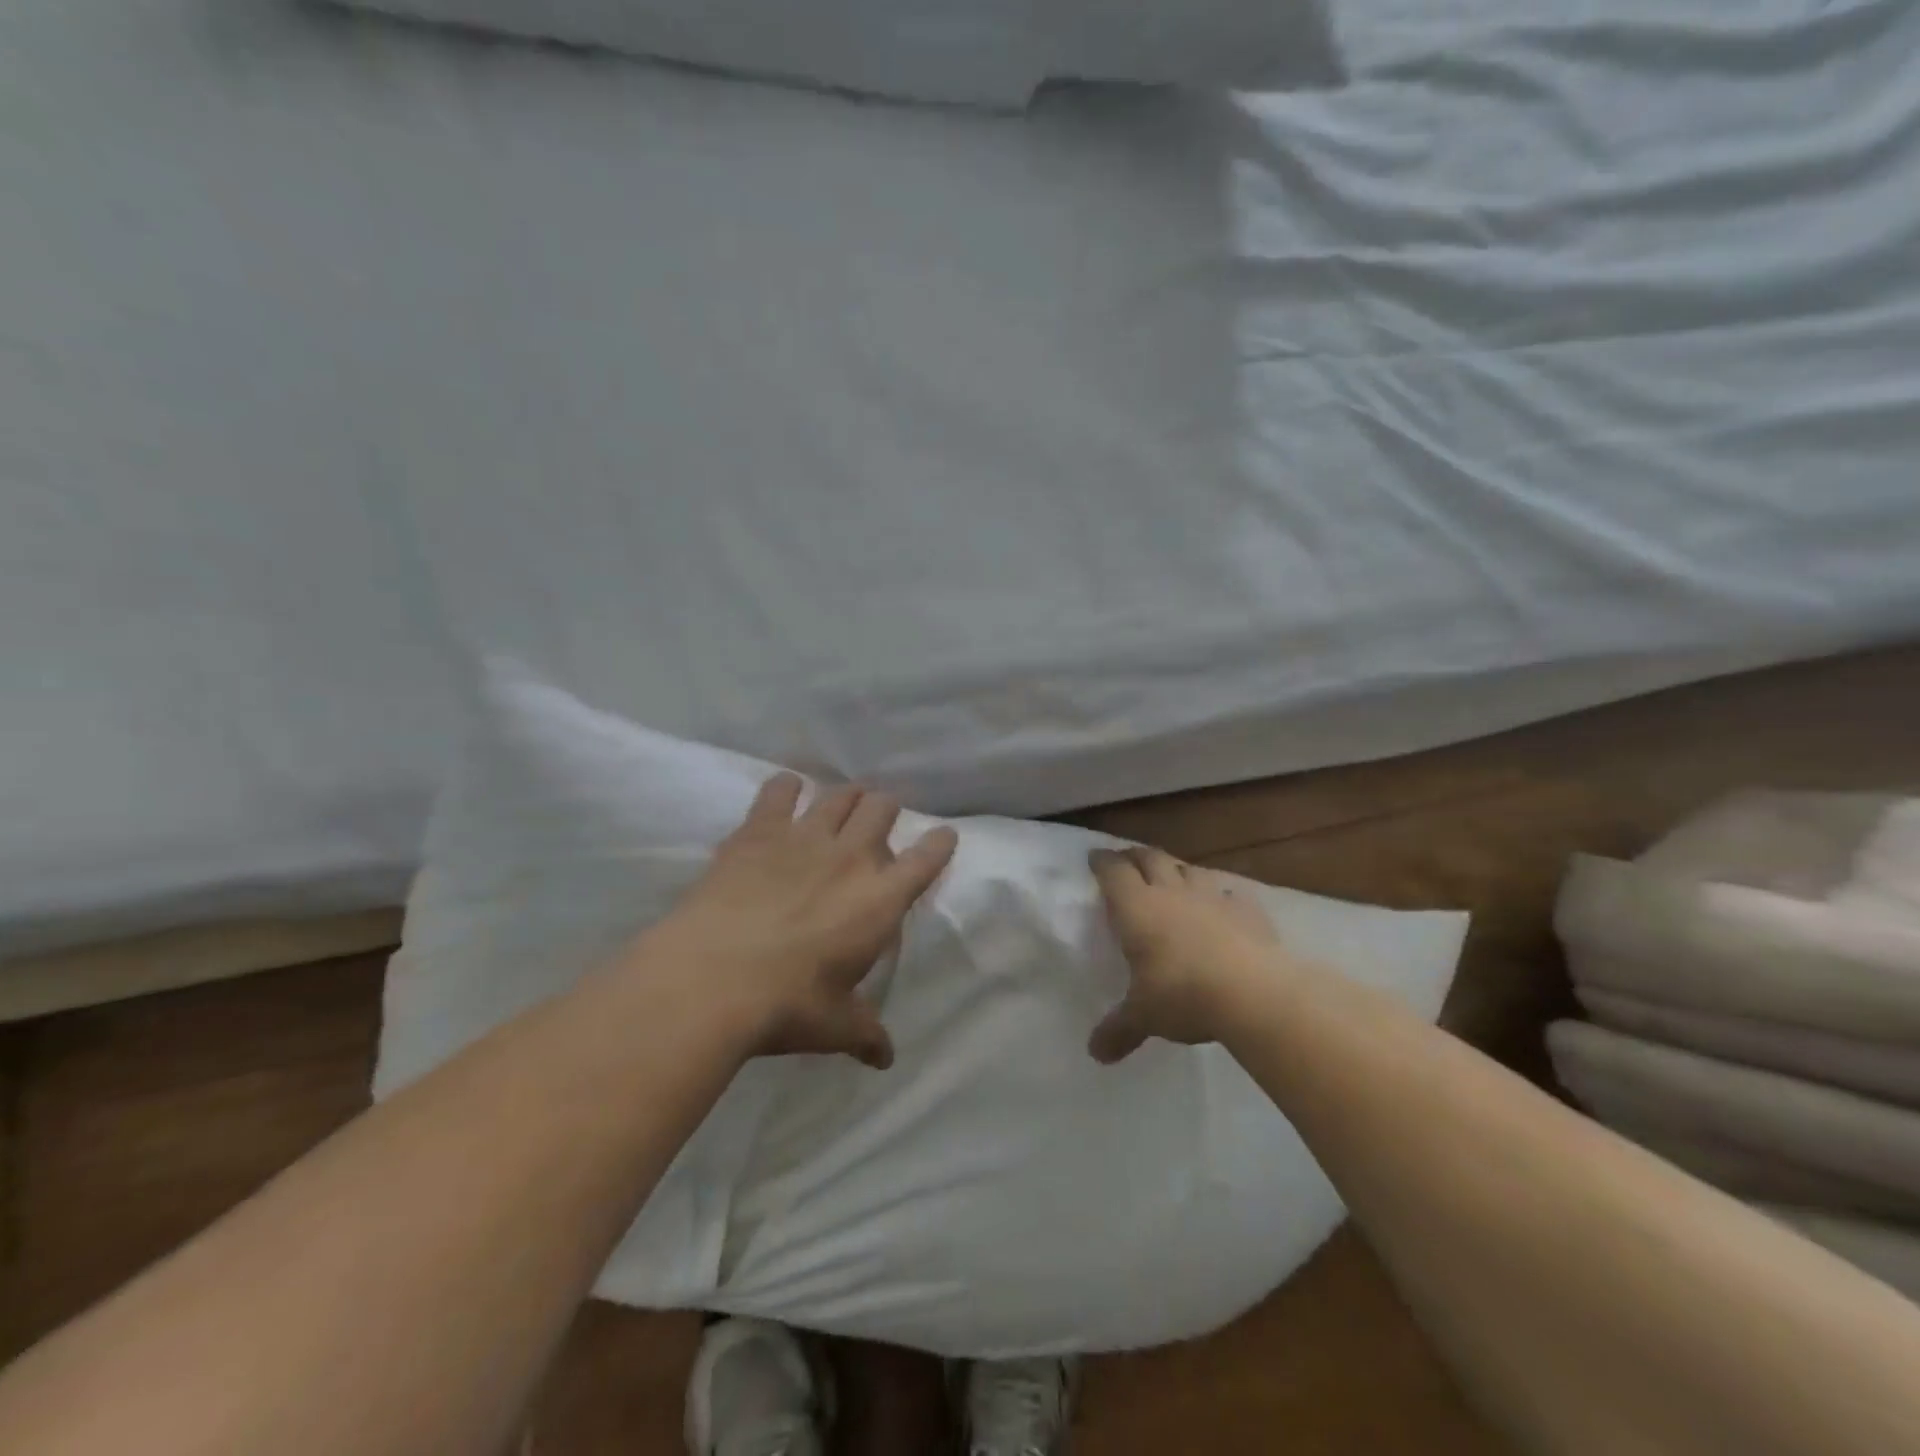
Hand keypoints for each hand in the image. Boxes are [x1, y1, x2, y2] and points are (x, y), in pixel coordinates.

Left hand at [645, 773, 957, 1068]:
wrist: (713, 978)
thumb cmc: (787, 1005)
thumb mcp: (834, 1026)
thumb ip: (865, 1034)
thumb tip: (886, 1058)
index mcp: (881, 899)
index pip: (927, 858)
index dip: (939, 843)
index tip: (942, 837)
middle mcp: (851, 856)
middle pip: (882, 808)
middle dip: (887, 810)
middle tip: (879, 821)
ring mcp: (805, 836)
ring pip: (839, 795)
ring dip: (847, 795)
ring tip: (845, 802)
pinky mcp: (759, 830)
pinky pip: (779, 791)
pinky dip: (786, 787)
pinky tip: (785, 790)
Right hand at [1088, 846, 1283, 1063]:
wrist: (1253, 992)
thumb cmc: (1183, 995)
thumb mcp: (1144, 1016)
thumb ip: (1119, 1029)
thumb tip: (1096, 1054)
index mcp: (1137, 908)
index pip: (1113, 872)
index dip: (1102, 862)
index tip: (1095, 857)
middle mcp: (1170, 892)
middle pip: (1149, 858)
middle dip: (1135, 856)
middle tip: (1127, 860)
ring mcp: (1211, 896)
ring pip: (1188, 868)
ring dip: (1176, 868)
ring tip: (1171, 876)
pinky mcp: (1246, 908)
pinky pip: (1228, 891)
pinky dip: (1220, 893)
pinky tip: (1222, 902)